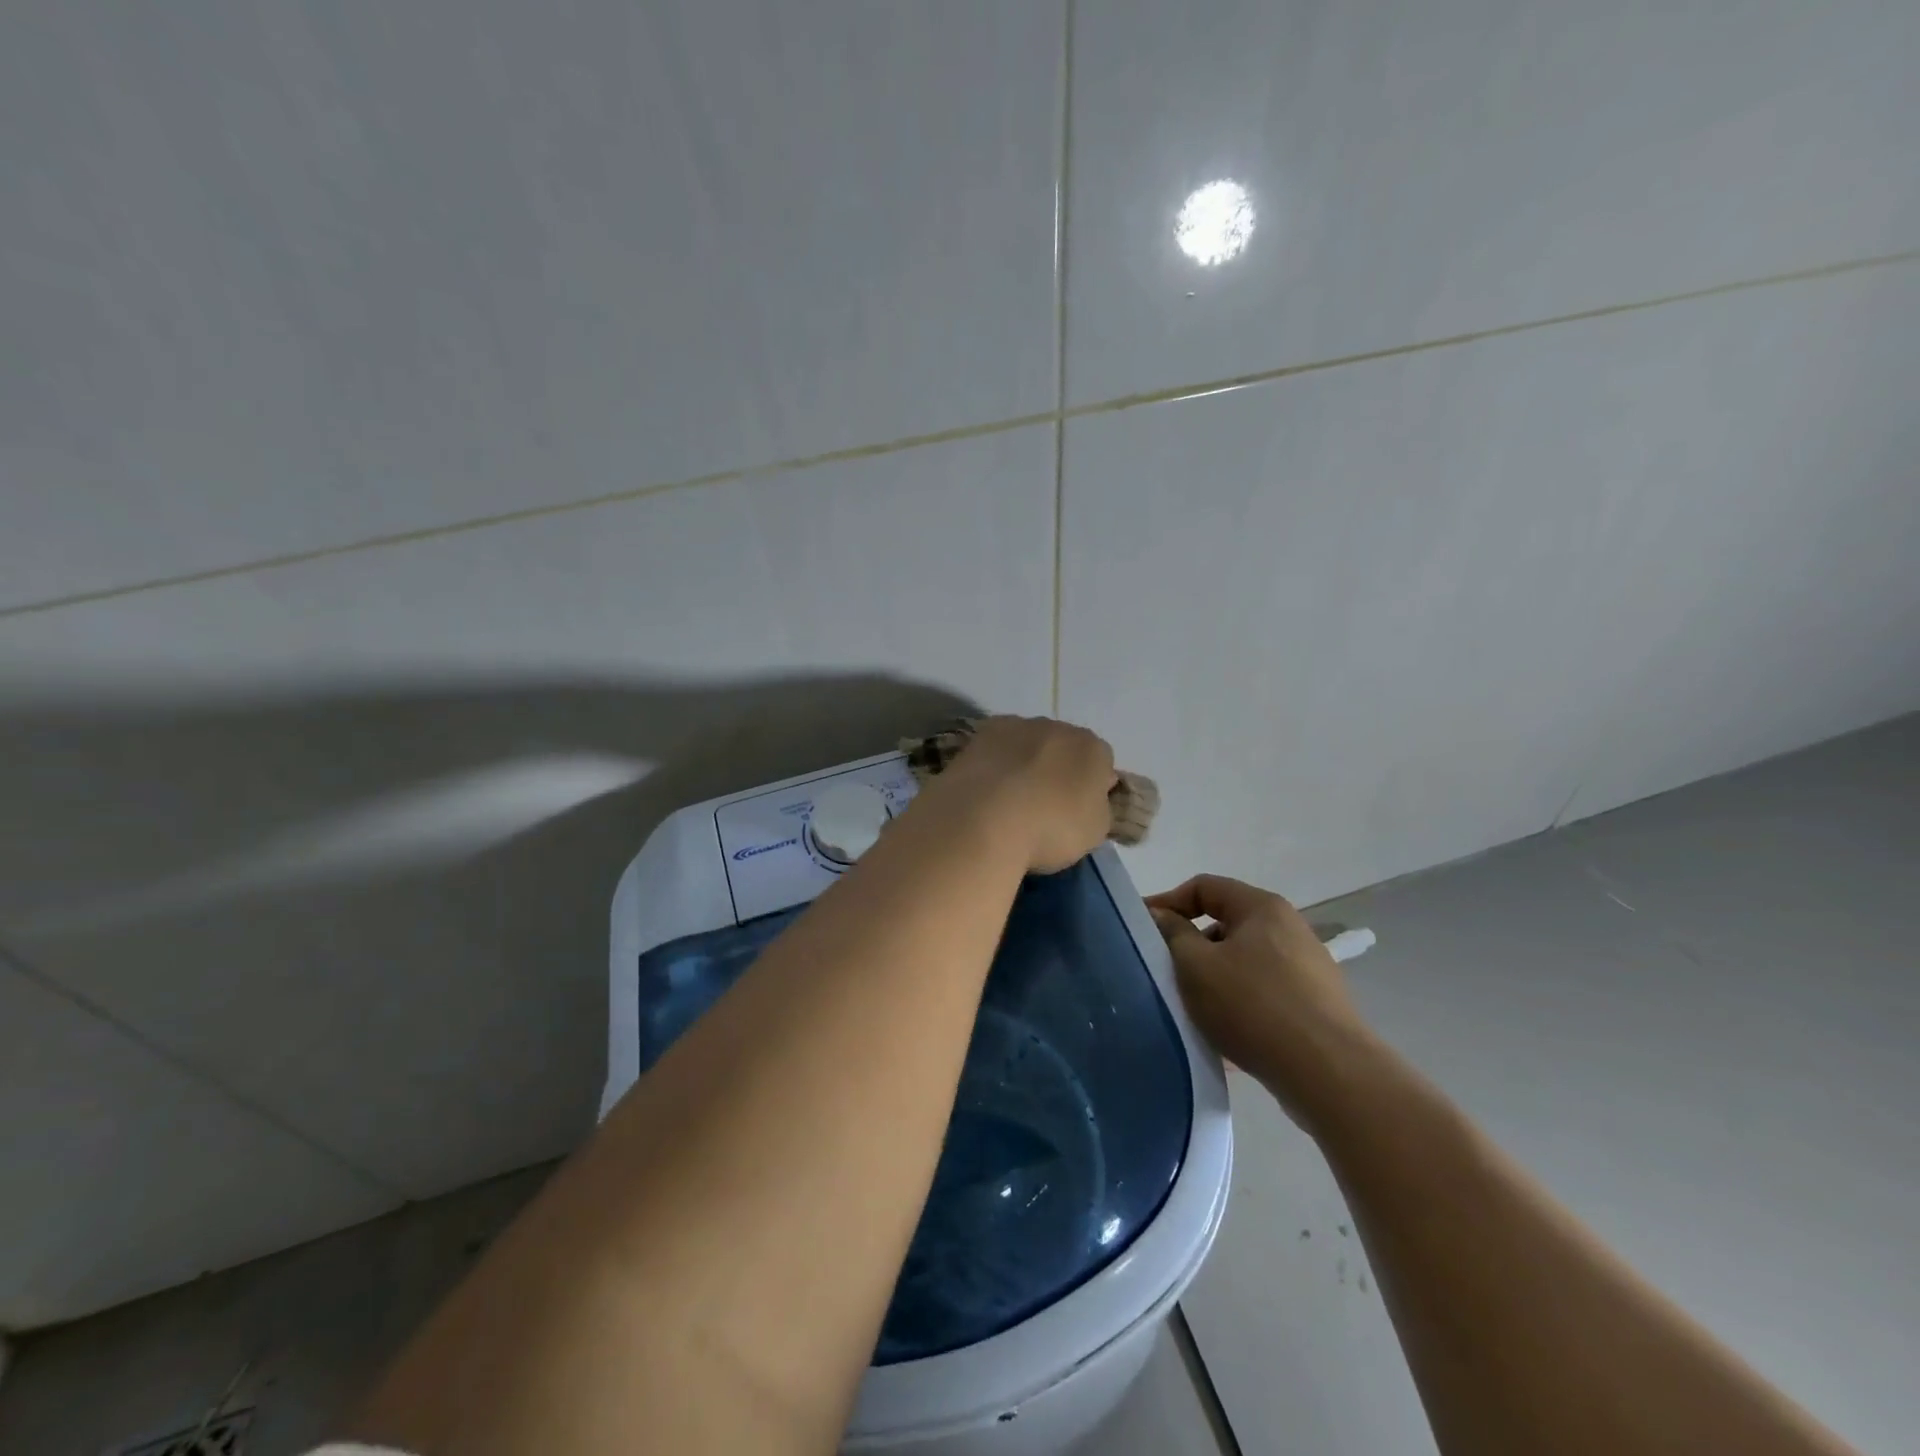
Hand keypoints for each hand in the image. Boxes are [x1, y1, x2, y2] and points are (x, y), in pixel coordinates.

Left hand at [926, 715, 1116, 873]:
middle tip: (1043, 804)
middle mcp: (1058, 727)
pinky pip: (996, 748)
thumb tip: (1088, 796)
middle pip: (1063, 746)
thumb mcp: (1094, 831)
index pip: (1101, 762)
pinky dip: (994, 763)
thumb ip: (1097, 806)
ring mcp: (1016, 726)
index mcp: (1093, 748)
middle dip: (1056, 769)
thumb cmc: (1051, 828)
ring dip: (1023, 762)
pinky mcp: (980, 734)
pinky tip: (986, 790)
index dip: (1090, 786)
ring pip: (1027, 743)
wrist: (985, 819)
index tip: (1077, 810)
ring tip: (1008, 800)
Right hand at [1148, 875, 1372, 1121]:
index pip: (1204, 886)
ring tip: (1192, 1008)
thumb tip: (1161, 915)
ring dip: (1212, 978)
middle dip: (1190, 946)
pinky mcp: (1315, 1006)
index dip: (1168, 902)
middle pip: (1224, 924)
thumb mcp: (1196, 965)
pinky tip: (1224, 1033)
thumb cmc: (1253, 1006)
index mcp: (1262, 907)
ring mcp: (1307, 968)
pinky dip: (1237, 1003)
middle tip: (1165, 972)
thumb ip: (1172, 934)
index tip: (1143, 929)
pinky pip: (1262, 993)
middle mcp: (1289, 929)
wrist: (1328, 1074)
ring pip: (1242, 962)